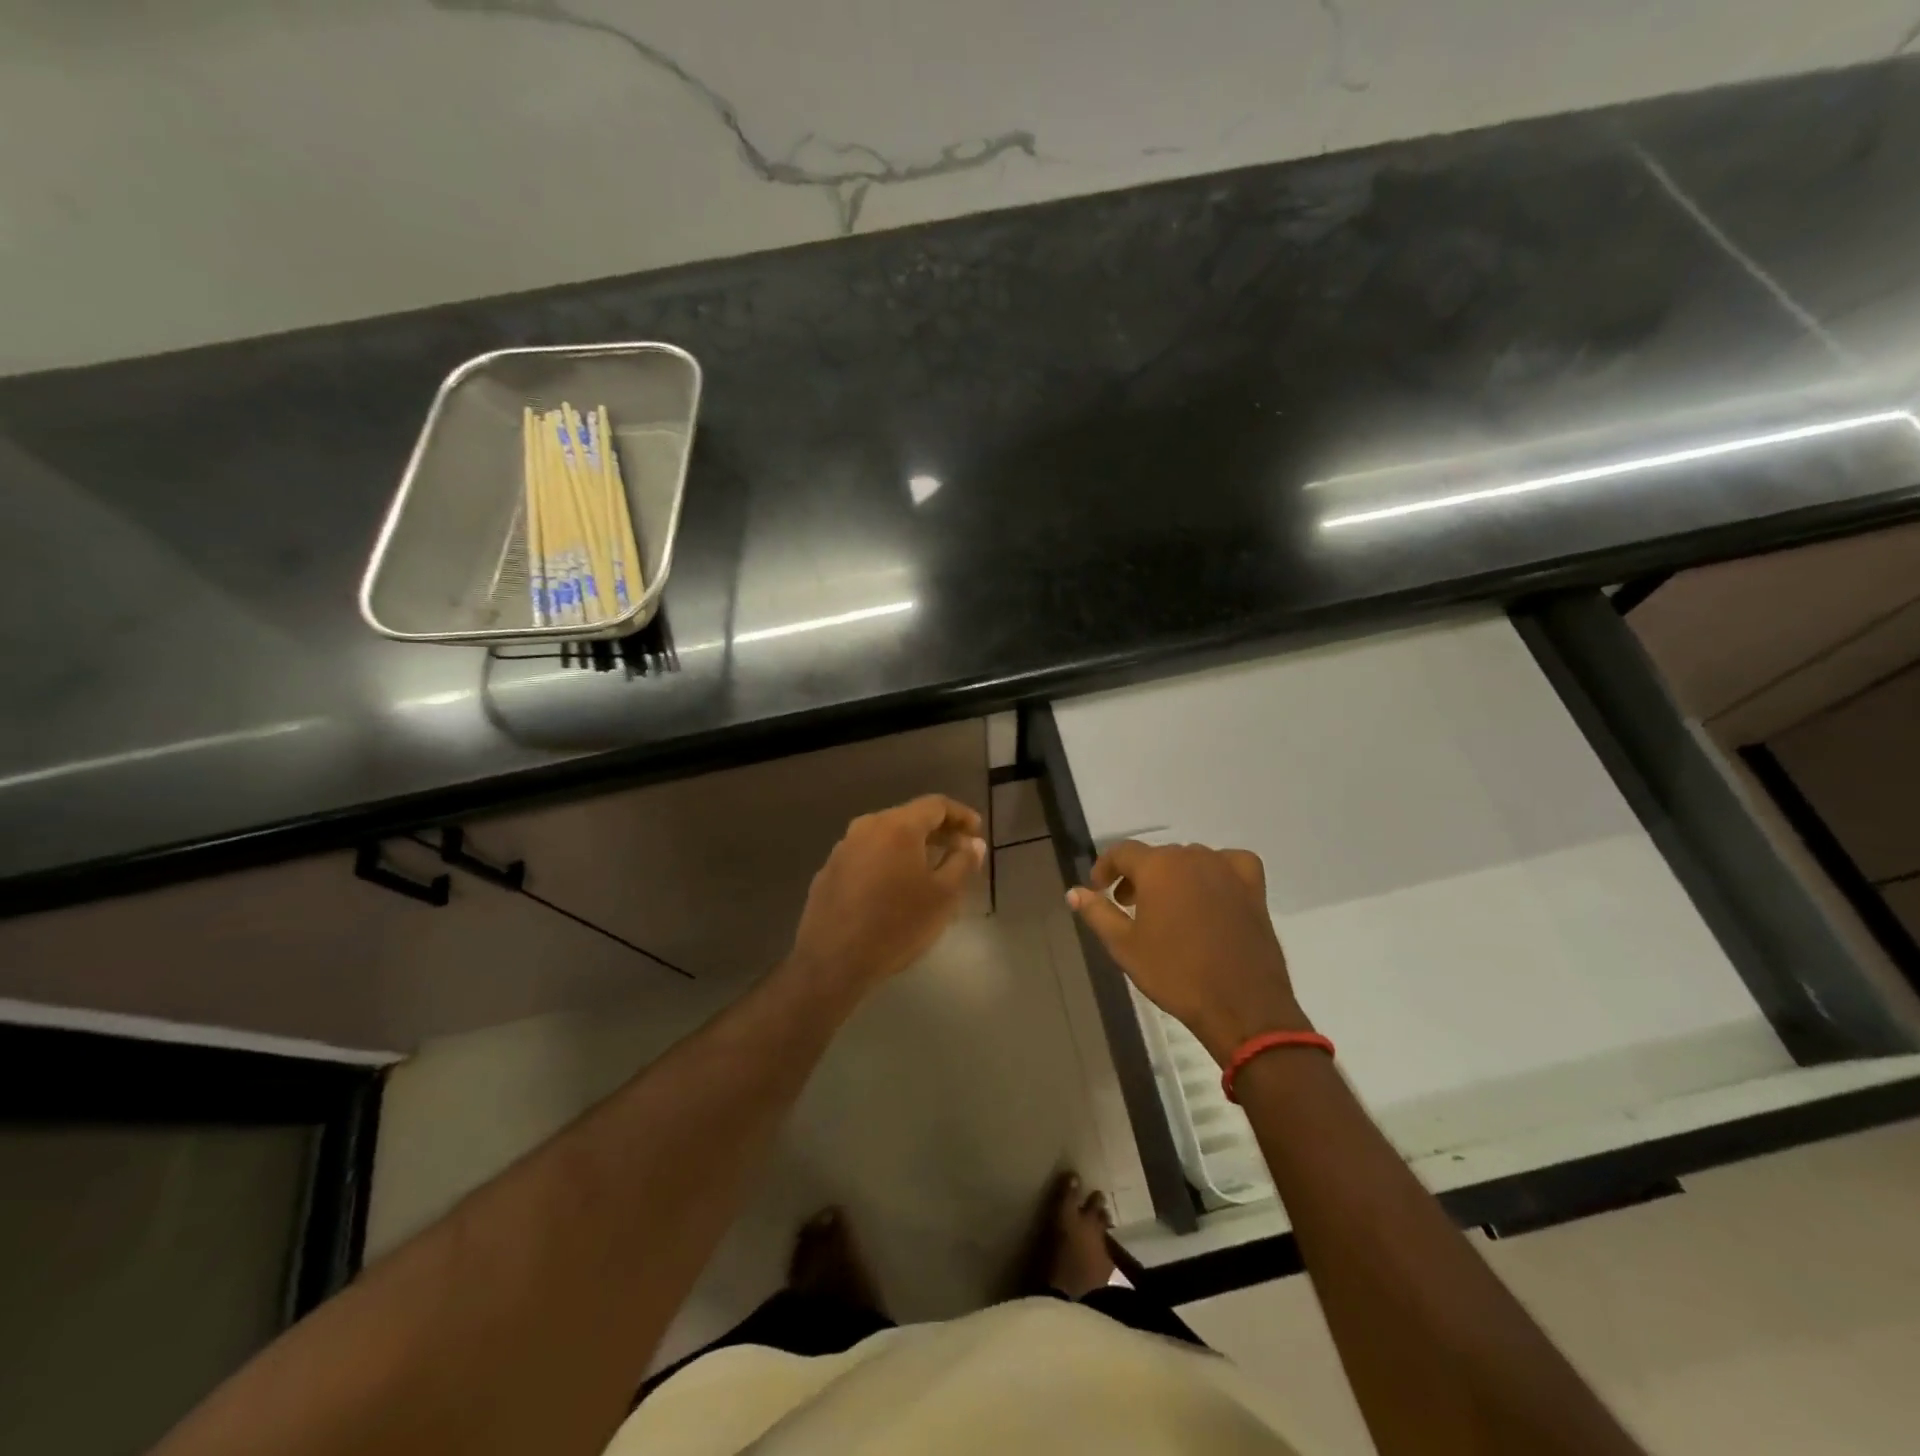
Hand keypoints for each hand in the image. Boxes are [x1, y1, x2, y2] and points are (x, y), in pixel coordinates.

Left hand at [787, 794, 985, 997]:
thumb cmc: (897, 925)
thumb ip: (963, 862)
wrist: (833, 962)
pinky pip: (866, 856)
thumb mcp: (943, 896)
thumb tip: (973, 843)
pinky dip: (886, 862)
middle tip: (958, 850)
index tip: (976, 832)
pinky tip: (894, 888)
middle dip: (937, 831)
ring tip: (929, 869)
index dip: (960, 815)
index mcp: (897, 827)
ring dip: (910, 847)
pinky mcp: (828, 871)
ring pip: (885, 837)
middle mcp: (866, 827)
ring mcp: (843, 849)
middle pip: (908, 818)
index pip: (935, 805)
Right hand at [1068, 841, 1309, 1062]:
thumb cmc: (1175, 975)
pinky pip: (1230, 864)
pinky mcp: (1253, 887)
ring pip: (1190, 860)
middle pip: (1157, 857)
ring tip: (1167, 907)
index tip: (1099, 889)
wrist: (1241, 1006)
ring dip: (1173, 876)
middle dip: (1138, 877)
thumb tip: (1073, 892)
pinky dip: (1217, 872)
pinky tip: (1212, 891)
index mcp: (1158, 867)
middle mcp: (1192, 857)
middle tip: (1130, 907)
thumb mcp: (1124, 946)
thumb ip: (1097, 913)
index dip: (1106, 868)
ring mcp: (1226, 870)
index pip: (1122, 852)